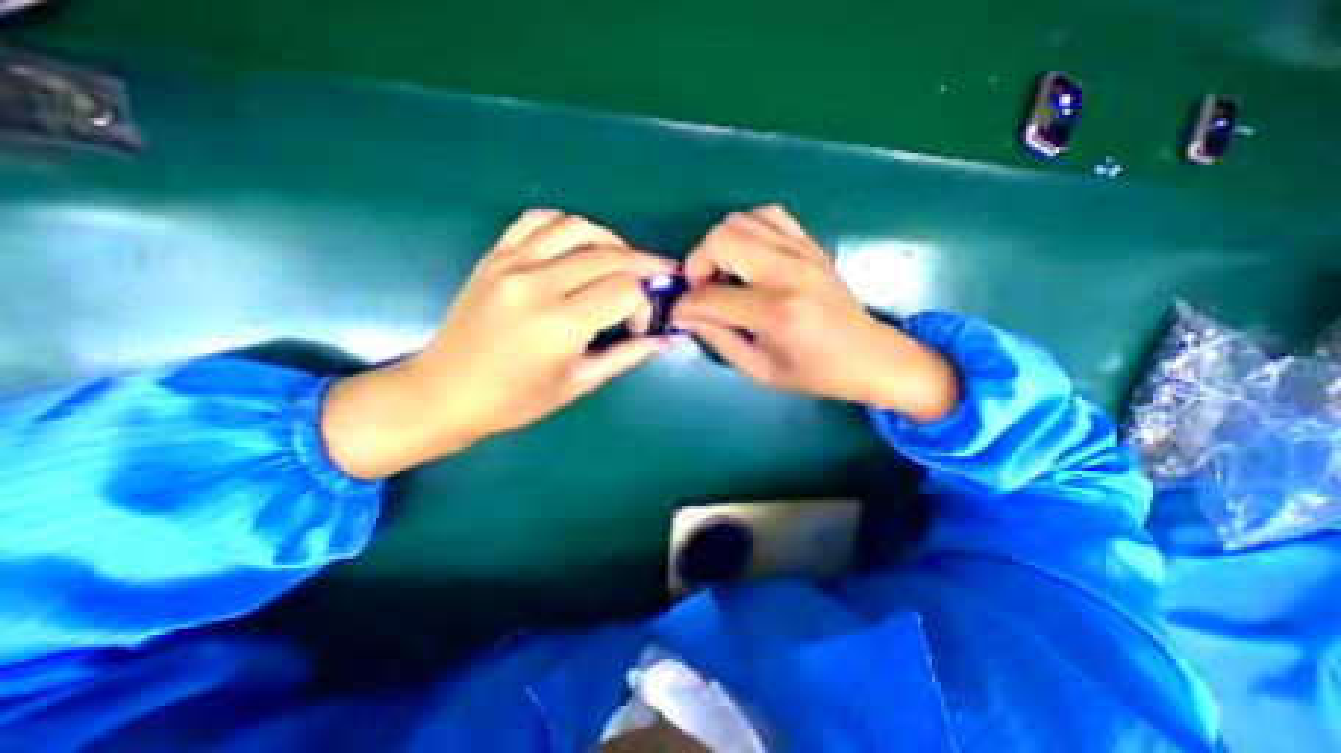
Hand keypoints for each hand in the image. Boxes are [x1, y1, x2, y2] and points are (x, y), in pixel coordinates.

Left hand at [320, 209, 677, 477]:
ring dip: (610, 240)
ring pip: (577, 228)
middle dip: (642, 265)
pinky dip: (567, 226)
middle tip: (657, 277)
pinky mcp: (494, 256)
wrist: (443, 392)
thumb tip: (664, 341)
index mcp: (560, 324)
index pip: (624, 290)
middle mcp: (538, 284)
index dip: (644, 304)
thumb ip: (625, 356)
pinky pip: (536, 220)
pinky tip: (579, 246)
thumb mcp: (578, 383)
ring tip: (622, 261)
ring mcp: (511, 264)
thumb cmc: (514, 401)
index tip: (639, 325)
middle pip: (608, 255)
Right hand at [671, 206, 953, 420]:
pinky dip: (746, 230)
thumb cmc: (813, 373)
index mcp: (775, 312)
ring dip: (719, 247)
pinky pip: (766, 215)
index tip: (678, 315)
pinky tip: (747, 257)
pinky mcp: (809, 243)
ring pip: (738, 220)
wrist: (868, 355)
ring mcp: (800, 251)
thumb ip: (717, 339)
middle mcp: (786, 271)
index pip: (709, 296)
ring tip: (724, 275)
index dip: (684, 306)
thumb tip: (684, 315)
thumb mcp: (759, 370)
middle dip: (697, 265)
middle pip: (720, 240)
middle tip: (703, 291)